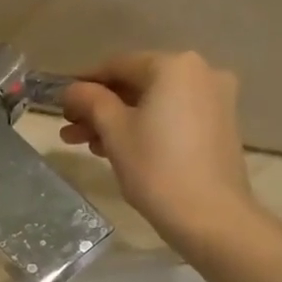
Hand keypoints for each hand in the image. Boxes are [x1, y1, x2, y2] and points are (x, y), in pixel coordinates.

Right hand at [61, 52, 265, 257]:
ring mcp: (215, 99)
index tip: (62, 105)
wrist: (210, 216)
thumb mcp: (115, 132)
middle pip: (138, 84)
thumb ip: (91, 102)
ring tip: (90, 146)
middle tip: (70, 131)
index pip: (118, 65)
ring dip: (120, 121)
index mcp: (174, 66)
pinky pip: (173, 117)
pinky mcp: (220, 126)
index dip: (85, 84)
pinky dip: (146, 128)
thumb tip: (73, 89)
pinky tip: (121, 150)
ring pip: (155, 103)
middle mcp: (200, 73)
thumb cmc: (156, 168)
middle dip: (101, 108)